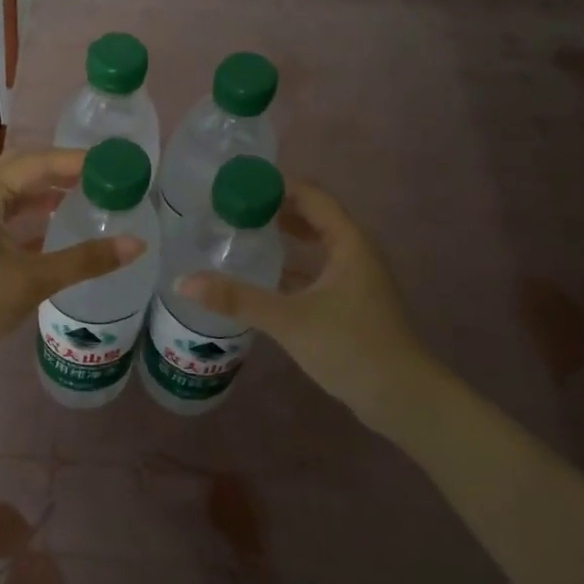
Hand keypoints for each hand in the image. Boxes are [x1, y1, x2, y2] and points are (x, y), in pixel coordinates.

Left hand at [0, 148, 144, 363]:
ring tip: (88, 194)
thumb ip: (86, 259)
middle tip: (103, 175)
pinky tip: (57, 223)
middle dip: (63, 169)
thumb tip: (138, 243)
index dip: (79, 160)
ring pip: (14, 190)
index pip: (40, 162)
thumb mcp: (34, 280)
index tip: (115, 163)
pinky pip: (6, 210)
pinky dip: (33, 211)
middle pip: (25, 168)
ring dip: (48, 189)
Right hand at [177, 181, 448, 435]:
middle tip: (234, 210)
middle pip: (314, 218)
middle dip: (276, 210)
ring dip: (284, 239)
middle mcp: (355, 254)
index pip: (312, 196)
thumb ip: (237, 299)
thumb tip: (182, 281)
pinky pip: (316, 272)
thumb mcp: (288, 319)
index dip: (277, 186)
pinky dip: (291, 268)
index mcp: (349, 243)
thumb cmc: (350, 346)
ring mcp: (356, 281)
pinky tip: (264, 278)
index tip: (238, 185)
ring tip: (243, 236)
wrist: (401, 398)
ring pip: (316, 247)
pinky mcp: (351, 305)